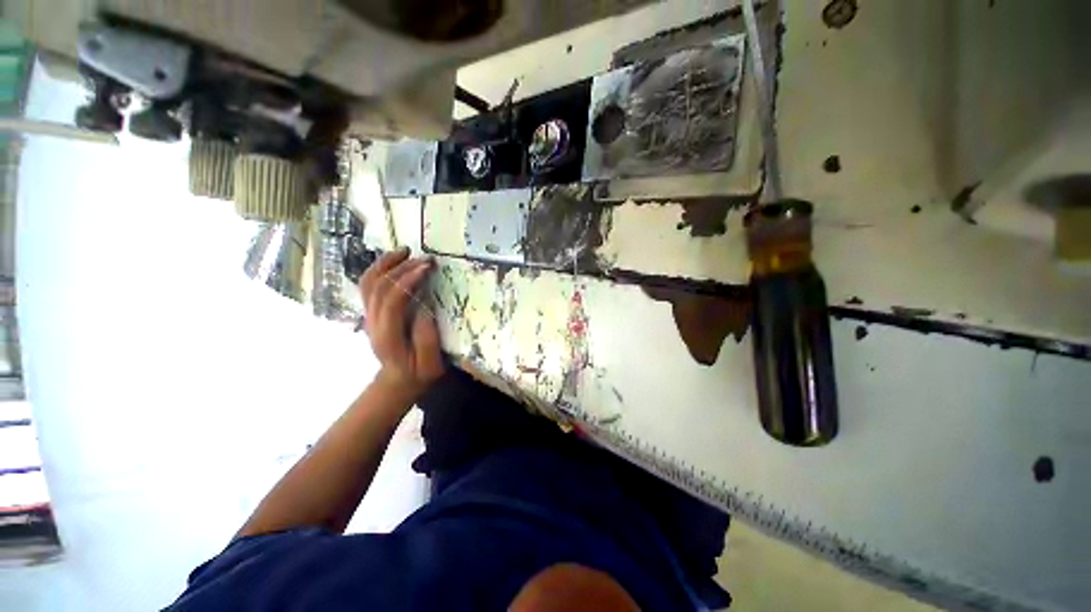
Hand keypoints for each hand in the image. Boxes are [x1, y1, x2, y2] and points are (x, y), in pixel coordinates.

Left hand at [360, 248, 444, 397]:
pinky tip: (395, 261)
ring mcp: (368, 317)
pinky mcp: (371, 312)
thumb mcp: (432, 364)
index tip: (428, 268)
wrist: (397, 381)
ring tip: (406, 251)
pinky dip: (379, 269)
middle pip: (378, 287)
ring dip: (386, 263)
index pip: (391, 302)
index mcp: (388, 337)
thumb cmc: (419, 374)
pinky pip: (368, 286)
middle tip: (426, 259)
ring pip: (368, 283)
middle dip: (401, 268)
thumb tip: (426, 307)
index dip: (408, 282)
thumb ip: (428, 339)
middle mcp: (373, 323)